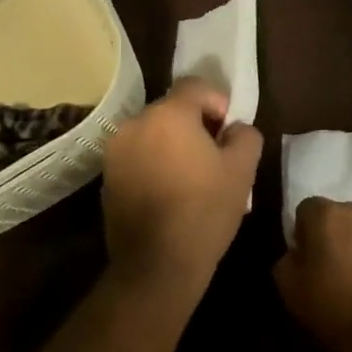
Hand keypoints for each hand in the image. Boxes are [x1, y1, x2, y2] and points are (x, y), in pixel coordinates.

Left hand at [103, 78, 262, 294]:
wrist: (157, 265)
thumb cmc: (205, 211)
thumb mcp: (243, 170)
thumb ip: (245, 135)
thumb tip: (235, 128)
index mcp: (168, 115)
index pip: (195, 86)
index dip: (218, 102)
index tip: (228, 132)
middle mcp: (135, 124)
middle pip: (172, 109)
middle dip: (196, 125)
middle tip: (215, 156)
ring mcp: (115, 152)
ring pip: (153, 134)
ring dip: (173, 145)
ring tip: (193, 177)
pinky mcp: (107, 177)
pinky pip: (138, 156)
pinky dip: (155, 164)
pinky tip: (171, 193)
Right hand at [275, 198, 351, 351]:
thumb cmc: (335, 311)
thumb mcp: (290, 290)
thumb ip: (288, 259)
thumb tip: (300, 251)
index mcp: (329, 215)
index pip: (309, 209)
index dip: (306, 233)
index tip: (310, 258)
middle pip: (345, 216)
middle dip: (340, 235)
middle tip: (340, 268)